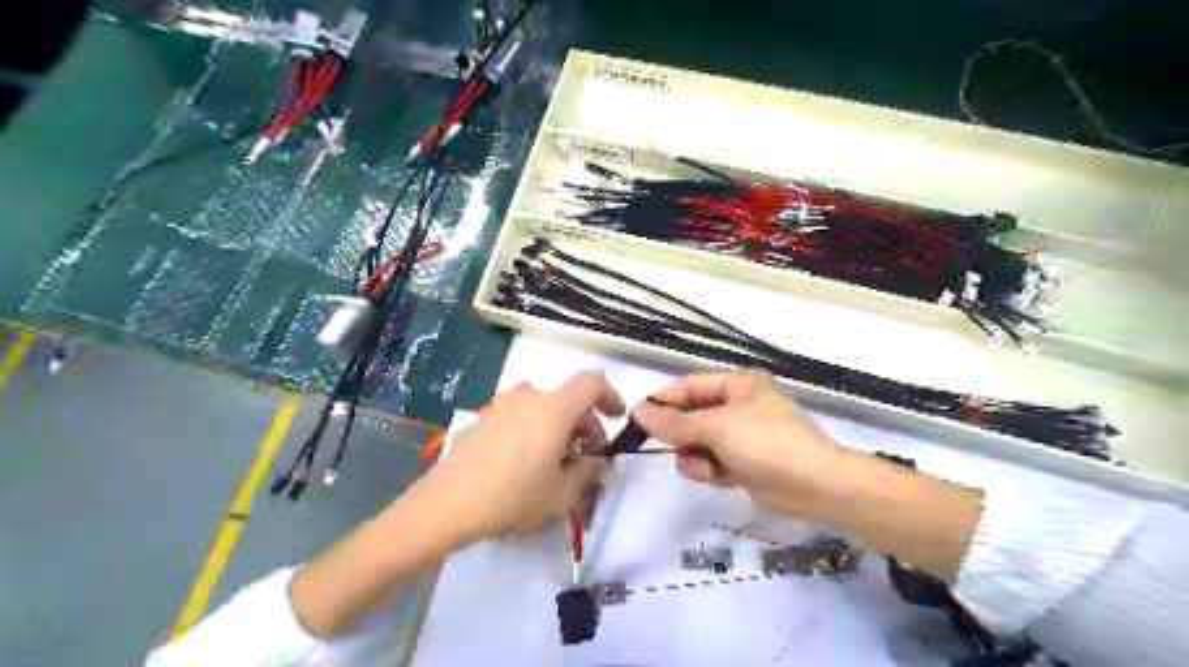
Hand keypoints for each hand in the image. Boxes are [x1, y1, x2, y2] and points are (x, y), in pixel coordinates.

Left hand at [416, 369, 624, 547]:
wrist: (447, 504)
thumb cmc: (513, 497)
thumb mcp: (563, 494)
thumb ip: (589, 472)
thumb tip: (596, 461)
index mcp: (554, 407)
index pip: (593, 382)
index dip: (611, 396)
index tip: (616, 419)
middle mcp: (530, 396)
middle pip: (570, 398)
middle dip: (587, 423)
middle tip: (587, 457)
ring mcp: (504, 405)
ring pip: (547, 407)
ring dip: (563, 428)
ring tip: (559, 464)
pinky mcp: (487, 417)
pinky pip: (525, 414)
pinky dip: (540, 429)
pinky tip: (532, 463)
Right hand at [631, 371, 844, 515]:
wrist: (815, 485)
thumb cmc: (765, 442)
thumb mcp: (716, 427)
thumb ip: (674, 422)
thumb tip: (637, 411)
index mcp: (738, 384)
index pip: (689, 387)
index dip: (663, 402)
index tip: (637, 419)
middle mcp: (739, 406)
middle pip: (693, 417)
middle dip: (682, 436)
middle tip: (667, 448)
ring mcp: (743, 436)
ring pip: (700, 443)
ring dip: (696, 456)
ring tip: (704, 468)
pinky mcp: (745, 463)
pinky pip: (713, 462)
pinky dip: (710, 470)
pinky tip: (715, 477)